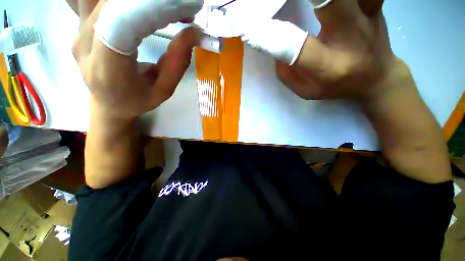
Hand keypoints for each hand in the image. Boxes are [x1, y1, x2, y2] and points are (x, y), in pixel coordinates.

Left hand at [72, 0, 201, 118]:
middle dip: (152, 0)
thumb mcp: (163, 90)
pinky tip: (138, 5)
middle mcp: (85, 43)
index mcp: (108, 69)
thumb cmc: (137, 101)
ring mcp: (78, 29)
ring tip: (163, 6)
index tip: (185, 8)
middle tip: (182, 7)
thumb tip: (193, 33)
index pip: (124, 23)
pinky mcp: (79, 21)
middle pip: (112, 1)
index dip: (154, 7)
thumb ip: (177, 63)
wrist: (108, 104)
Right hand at [243, 0, 396, 101]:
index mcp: (328, 66)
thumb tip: (272, 45)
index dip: (267, 36)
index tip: (247, 29)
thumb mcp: (307, 90)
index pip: (293, 47)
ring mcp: (366, 13)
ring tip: (300, 2)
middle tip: (269, 3)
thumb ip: (286, 73)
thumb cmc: (337, 86)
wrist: (377, 78)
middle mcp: (350, 35)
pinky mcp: (373, 2)